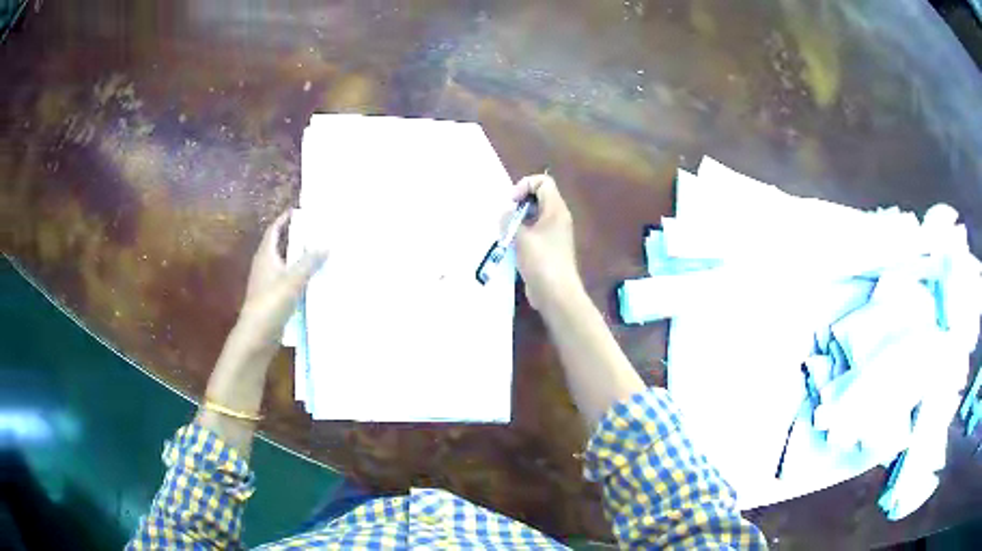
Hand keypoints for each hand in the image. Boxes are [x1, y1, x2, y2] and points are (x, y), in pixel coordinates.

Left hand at [235, 210, 326, 353]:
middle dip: (296, 237)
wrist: (256, 336)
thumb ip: (309, 262)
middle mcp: (265, 266)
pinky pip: (289, 281)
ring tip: (320, 253)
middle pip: (281, 245)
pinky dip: (300, 277)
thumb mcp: (292, 281)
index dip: (285, 219)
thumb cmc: (270, 304)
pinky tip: (314, 281)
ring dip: (300, 258)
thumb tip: (327, 243)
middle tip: (317, 231)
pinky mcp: (273, 299)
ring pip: (286, 264)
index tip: (300, 211)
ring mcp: (268, 283)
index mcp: (266, 256)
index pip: (274, 230)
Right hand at [512, 174, 582, 310]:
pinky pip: (534, 231)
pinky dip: (521, 234)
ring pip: (534, 215)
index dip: (524, 186)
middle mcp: (557, 218)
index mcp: (556, 210)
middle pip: (538, 197)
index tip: (511, 203)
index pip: (543, 182)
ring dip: (517, 220)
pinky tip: (510, 246)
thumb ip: (509, 220)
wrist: (556, 293)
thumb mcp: (521, 237)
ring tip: (505, 232)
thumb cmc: (541, 261)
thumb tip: (505, 212)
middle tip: (505, 218)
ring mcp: (554, 233)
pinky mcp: (549, 248)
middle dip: (518, 203)